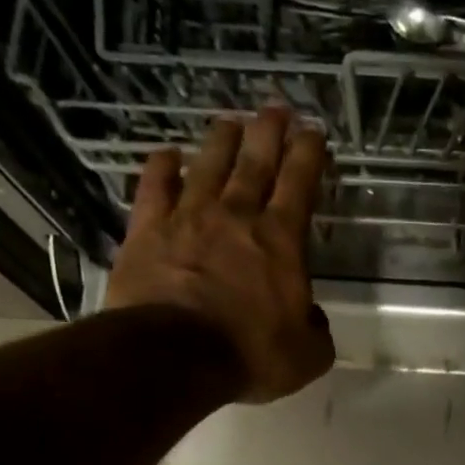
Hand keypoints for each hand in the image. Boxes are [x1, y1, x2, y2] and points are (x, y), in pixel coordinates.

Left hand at [106, 108, 335, 402]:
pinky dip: (162, 166)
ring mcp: (188, 218)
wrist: (175, 356)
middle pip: (255, 162)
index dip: (309, 155)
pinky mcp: (147, 230)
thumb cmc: (251, 354)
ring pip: (208, 165)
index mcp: (281, 242)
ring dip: (221, 140)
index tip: (315, 131)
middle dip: (269, 132)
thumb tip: (310, 315)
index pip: (300, 185)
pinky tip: (167, 153)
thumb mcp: (308, 355)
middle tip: (277, 108)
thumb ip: (316, 330)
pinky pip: (155, 187)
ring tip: (230, 121)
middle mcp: (236, 217)